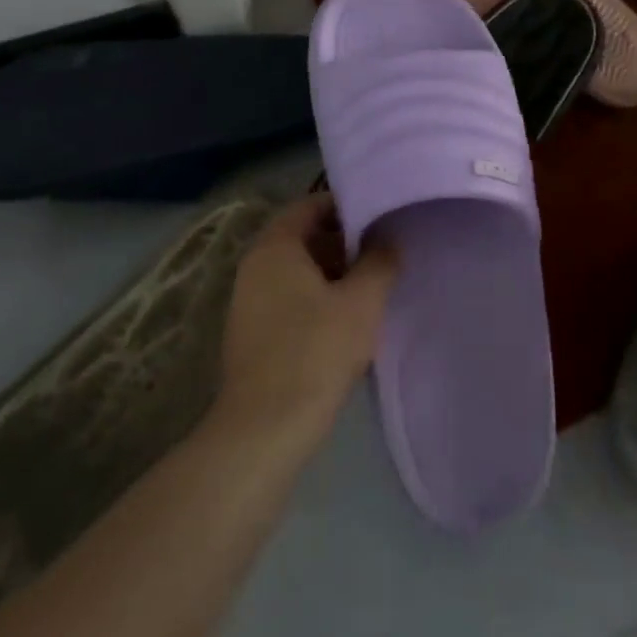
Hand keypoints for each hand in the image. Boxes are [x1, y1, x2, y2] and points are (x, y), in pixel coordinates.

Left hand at [215, 195, 398, 441]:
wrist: (263, 432)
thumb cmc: (315, 352)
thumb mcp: (362, 302)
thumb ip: (381, 261)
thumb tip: (388, 240)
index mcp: (275, 247)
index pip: (311, 205)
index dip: (347, 205)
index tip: (380, 215)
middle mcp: (255, 266)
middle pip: (304, 237)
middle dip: (343, 241)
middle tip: (383, 251)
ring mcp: (248, 302)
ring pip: (298, 270)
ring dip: (333, 272)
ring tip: (372, 285)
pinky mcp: (252, 334)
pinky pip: (289, 298)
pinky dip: (317, 298)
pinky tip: (347, 320)